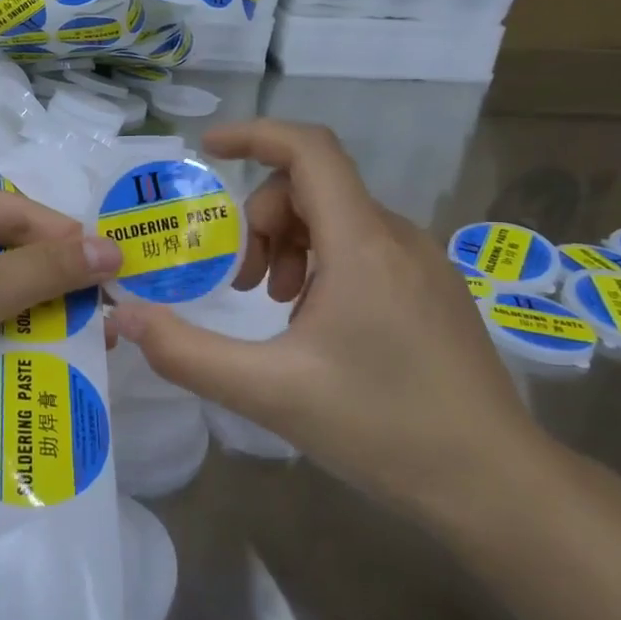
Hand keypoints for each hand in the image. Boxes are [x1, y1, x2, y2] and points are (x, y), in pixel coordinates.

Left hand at [0, 171, 121, 456]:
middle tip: (98, 322)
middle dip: (47, 286)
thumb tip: (112, 248)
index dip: (71, 246)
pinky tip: (15, 360)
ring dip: (20, 314)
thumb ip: (47, 270)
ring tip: (69, 345)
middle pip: (1, 247)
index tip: (119, 280)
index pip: (20, 212)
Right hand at [110, 120, 545, 521]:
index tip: (207, 149)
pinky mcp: (432, 289)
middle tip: (241, 283)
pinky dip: (321, 263)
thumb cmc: (383, 429)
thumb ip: (187, 353)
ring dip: (289, 244)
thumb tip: (124, 317)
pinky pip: (363, 246)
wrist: (496, 484)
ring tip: (276, 306)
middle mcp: (396, 237)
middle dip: (260, 219)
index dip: (254, 135)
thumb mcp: (269, 392)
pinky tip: (316, 323)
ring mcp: (422, 262)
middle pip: (313, 186)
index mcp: (361, 244)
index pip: (308, 150)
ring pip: (337, 217)